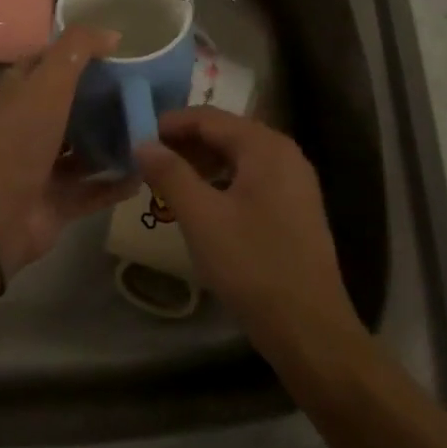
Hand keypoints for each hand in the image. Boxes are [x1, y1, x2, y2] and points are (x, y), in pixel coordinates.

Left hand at [0, 25, 137, 273]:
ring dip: (114, 141)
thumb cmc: (21, 138)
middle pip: (73, 106)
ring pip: (85, 148)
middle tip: (148, 91)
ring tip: (154, 130)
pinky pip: (95, 189)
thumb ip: (77, 50)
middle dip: (106, 99)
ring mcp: (46, 166)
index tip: (121, 49)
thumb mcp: (48, 81)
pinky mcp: (60, 201)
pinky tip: (147, 173)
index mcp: (24, 92)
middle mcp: (33, 125)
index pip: (51, 63)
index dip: (80, 52)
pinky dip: (118, 183)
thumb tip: (112, 35)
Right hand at [136, 108, 364, 356]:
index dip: (170, 124)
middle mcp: (285, 154)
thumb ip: (170, 174)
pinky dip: (222, 182)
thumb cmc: (252, 265)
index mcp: (265, 147)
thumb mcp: (202, 217)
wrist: (309, 329)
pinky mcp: (295, 208)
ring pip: (238, 158)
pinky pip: (252, 179)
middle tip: (148, 162)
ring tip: (168, 183)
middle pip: (226, 133)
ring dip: (202, 163)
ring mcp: (294, 182)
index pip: (209, 118)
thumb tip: (143, 143)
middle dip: (185, 144)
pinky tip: (201, 205)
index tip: (137, 138)